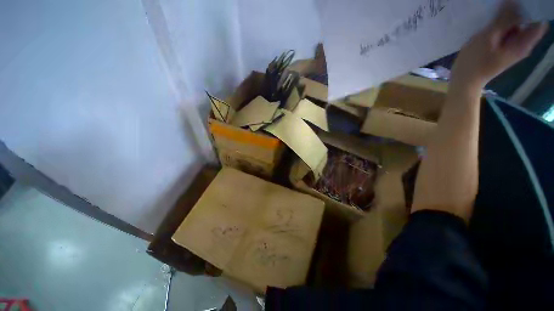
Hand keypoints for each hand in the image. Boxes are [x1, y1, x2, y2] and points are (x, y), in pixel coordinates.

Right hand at [450, 1, 547, 92]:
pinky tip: (491, 23)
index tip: (519, 2)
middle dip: (517, 11)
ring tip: (494, 14)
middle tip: (502, 5)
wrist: (464, 81)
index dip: (530, 9)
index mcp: (524, 43)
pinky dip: (502, 24)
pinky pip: (509, 30)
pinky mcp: (505, 47)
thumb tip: (513, 1)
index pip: (538, 21)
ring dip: (507, 17)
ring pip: (517, 24)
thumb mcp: (488, 38)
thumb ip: (503, 19)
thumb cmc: (474, 62)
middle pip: (527, 21)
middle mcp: (523, 44)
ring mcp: (514, 46)